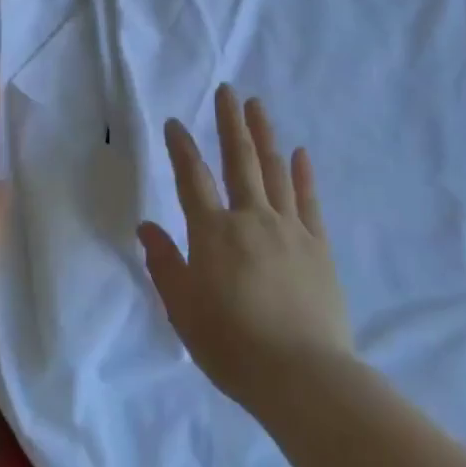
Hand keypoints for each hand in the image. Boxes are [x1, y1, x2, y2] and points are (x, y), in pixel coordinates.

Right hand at [138, 85, 352, 408]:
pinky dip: (304, 174)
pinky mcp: (318, 247)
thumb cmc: (231, 345)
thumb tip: (147, 227)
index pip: (192, 179)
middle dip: (230, 123)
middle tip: (228, 90)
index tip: (175, 122)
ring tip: (258, 106)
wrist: (301, 376)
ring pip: (275, 171)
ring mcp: (290, 229)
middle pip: (239, 160)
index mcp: (213, 233)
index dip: (181, 148)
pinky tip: (301, 153)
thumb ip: (165, 263)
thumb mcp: (183, 309)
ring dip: (264, 135)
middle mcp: (251, 219)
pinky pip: (309, 201)